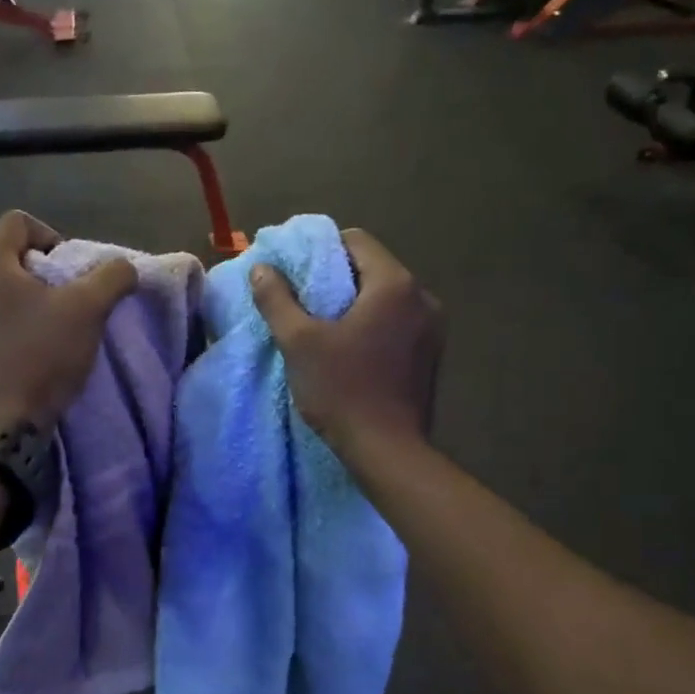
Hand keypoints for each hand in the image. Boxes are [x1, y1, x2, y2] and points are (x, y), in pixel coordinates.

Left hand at [0, 211, 137, 428]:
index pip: (21, 221)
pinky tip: (35, 346)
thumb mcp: (87, 308)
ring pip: (2, 286)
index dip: (57, 239)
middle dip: (48, 272)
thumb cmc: (41, 353)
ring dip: (33, 298)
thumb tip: (125, 267)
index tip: (75, 274)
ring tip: (57, 325)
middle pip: (12, 254)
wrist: (1, 420)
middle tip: (71, 300)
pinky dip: (16, 320)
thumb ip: (112, 276)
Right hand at [250, 229, 441, 456]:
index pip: (356, 241)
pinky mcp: (432, 356)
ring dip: (357, 304)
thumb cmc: (342, 391)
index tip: (298, 274)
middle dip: (338, 279)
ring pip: (387, 298)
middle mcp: (422, 297)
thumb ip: (277, 300)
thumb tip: (261, 268)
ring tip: (326, 328)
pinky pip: (399, 322)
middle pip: (373, 268)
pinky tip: (353, 351)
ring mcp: (433, 328)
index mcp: (395, 285)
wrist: (388, 452)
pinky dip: (375, 325)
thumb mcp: (299, 343)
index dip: (322, 250)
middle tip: (305, 302)